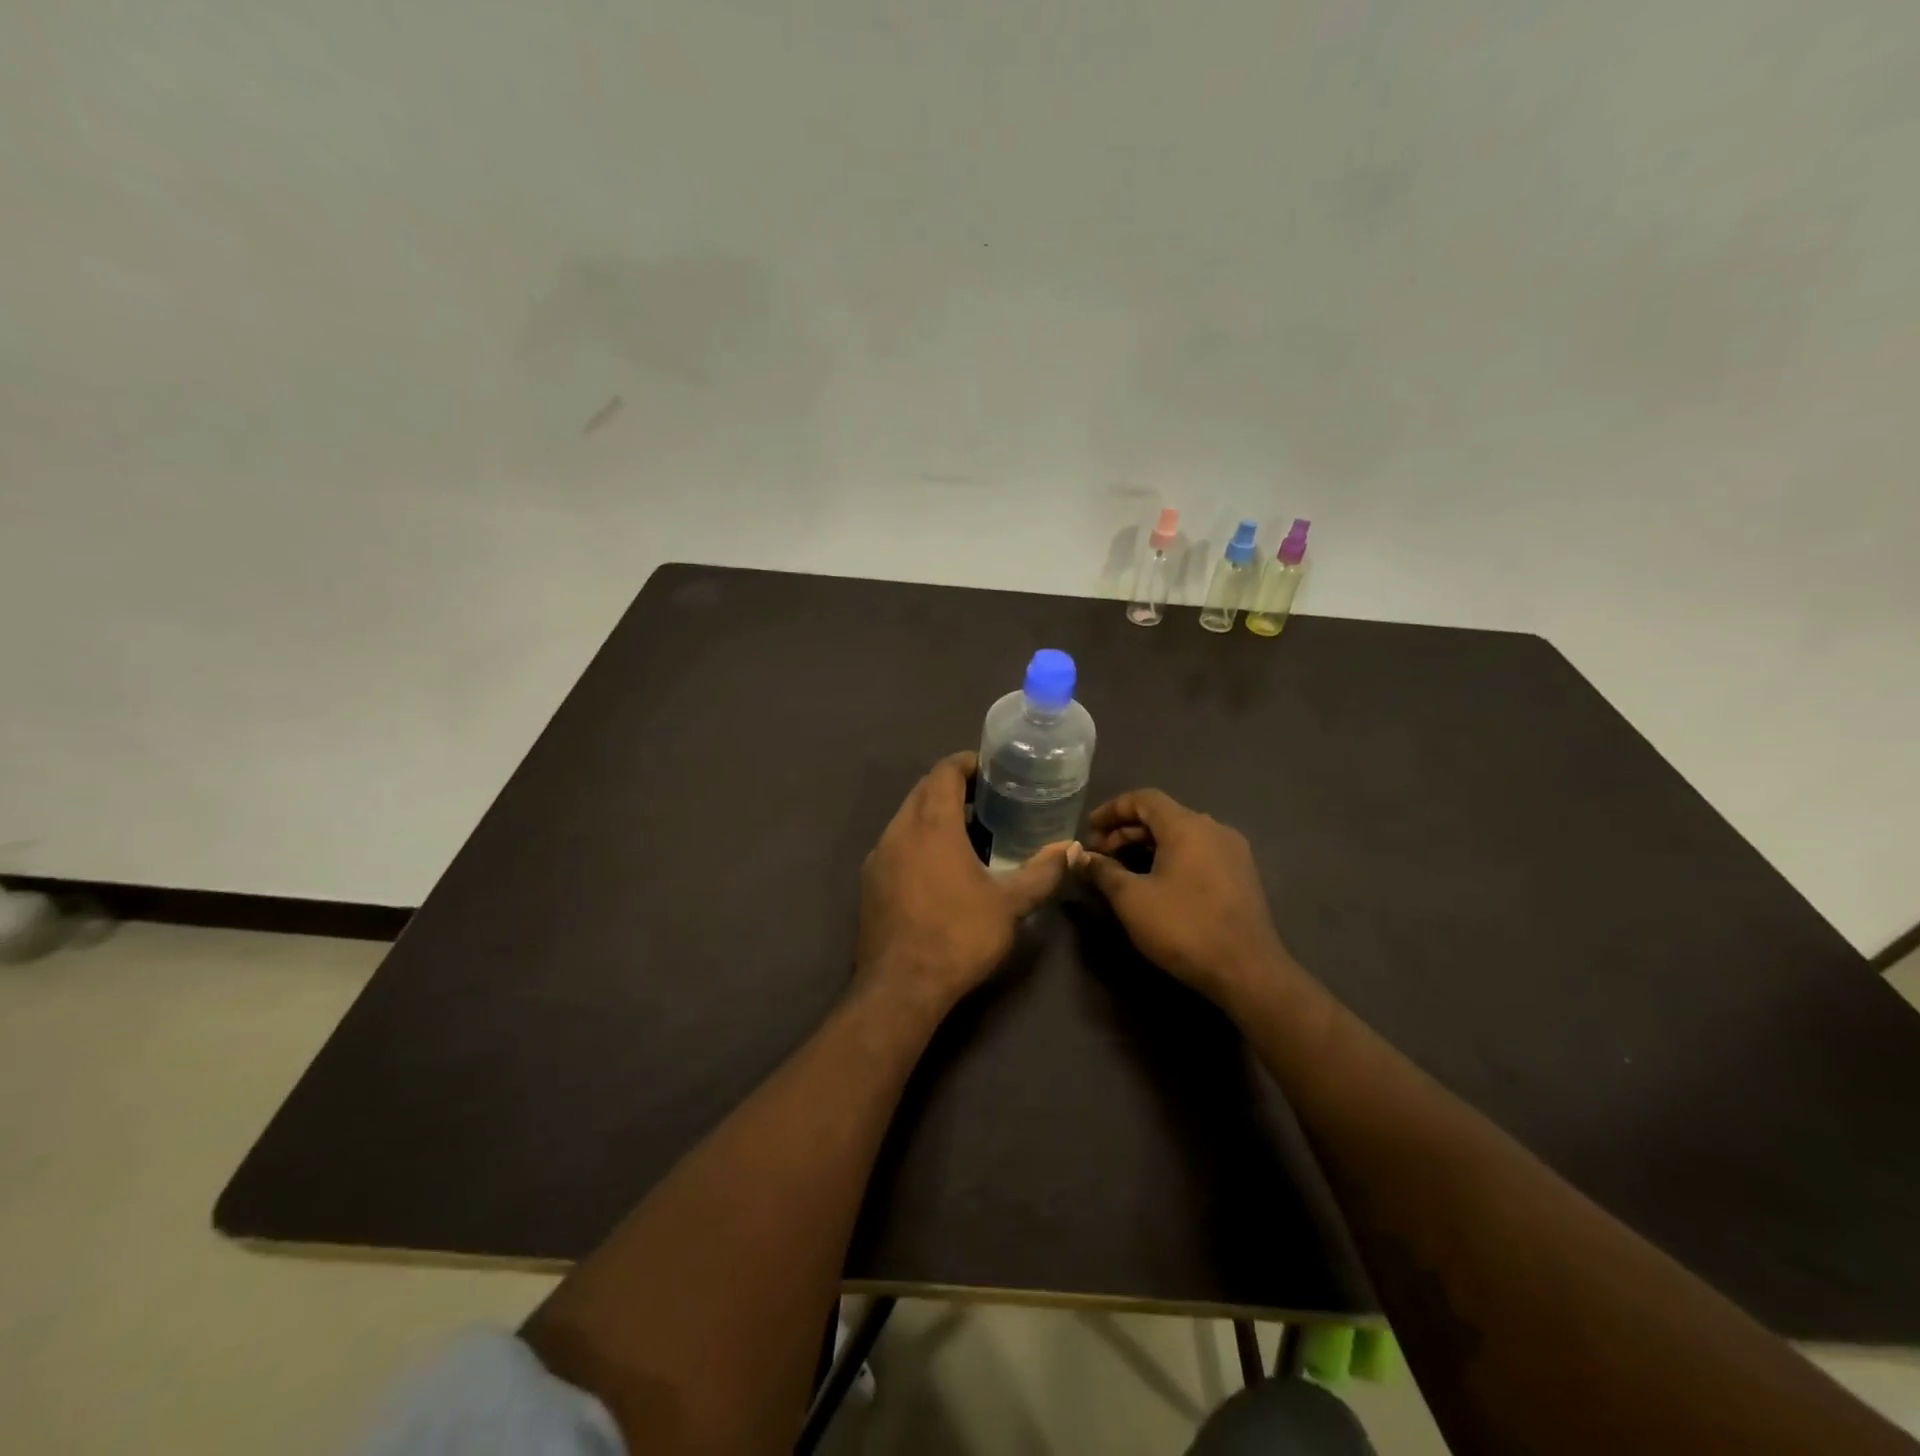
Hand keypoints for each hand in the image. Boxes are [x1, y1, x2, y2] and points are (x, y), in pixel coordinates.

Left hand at [856, 752, 1070, 1018]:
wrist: (901, 986)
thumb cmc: (958, 935)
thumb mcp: (1010, 904)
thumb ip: (1042, 872)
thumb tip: (1071, 849)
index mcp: (931, 823)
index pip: (944, 771)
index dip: (967, 763)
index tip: (992, 770)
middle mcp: (899, 830)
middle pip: (923, 789)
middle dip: (953, 786)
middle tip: (987, 799)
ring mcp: (879, 855)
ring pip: (907, 817)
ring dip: (934, 813)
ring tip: (968, 831)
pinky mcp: (870, 881)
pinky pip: (896, 843)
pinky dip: (919, 838)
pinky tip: (940, 866)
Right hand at [1070, 788, 1293, 1007]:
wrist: (1247, 970)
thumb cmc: (1183, 927)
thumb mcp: (1131, 899)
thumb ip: (1103, 871)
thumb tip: (1080, 856)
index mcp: (1187, 826)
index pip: (1144, 798)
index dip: (1112, 809)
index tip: (1089, 828)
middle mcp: (1213, 828)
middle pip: (1163, 815)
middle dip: (1126, 830)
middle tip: (1099, 853)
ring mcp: (1232, 851)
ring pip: (1182, 834)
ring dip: (1148, 844)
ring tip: (1122, 868)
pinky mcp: (1241, 875)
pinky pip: (1199, 851)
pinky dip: (1171, 856)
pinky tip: (1156, 880)